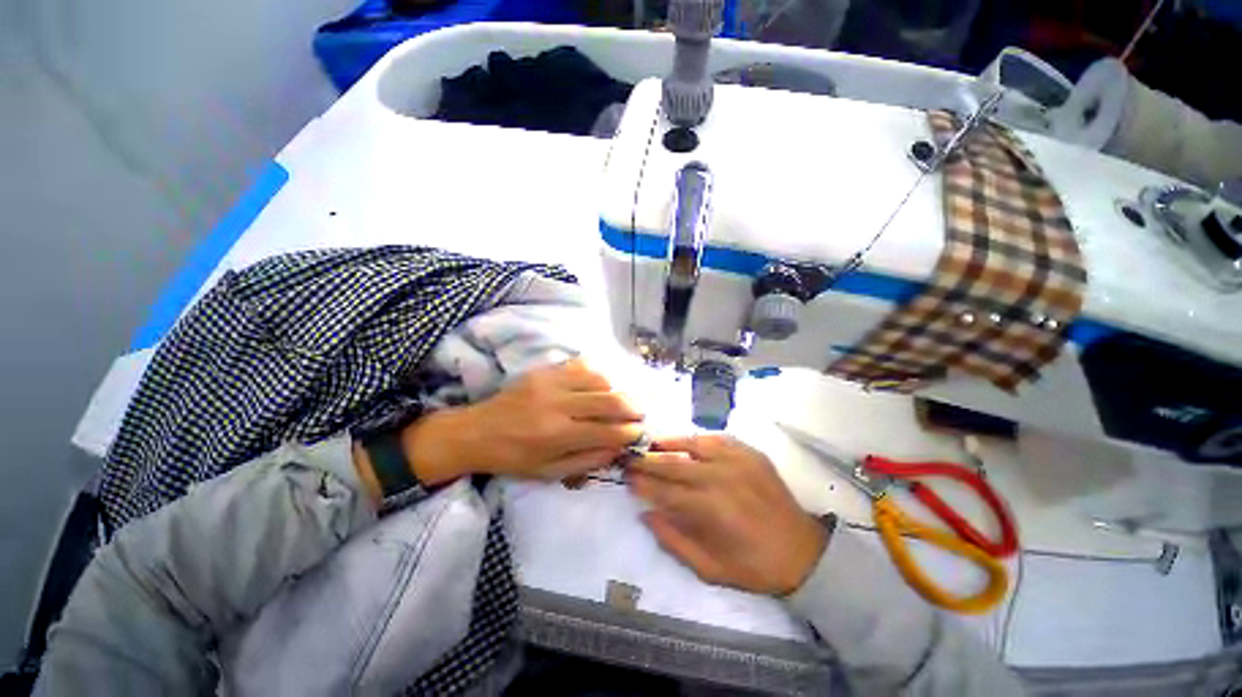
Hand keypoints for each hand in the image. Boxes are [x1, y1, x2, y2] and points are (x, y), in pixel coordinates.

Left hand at [404, 359, 643, 482]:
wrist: (477, 431)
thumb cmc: (514, 458)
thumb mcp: (549, 472)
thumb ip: (586, 461)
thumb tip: (617, 449)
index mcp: (558, 435)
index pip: (607, 431)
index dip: (629, 432)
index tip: (639, 433)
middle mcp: (558, 404)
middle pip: (609, 401)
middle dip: (632, 408)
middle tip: (640, 414)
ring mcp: (551, 382)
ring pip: (599, 379)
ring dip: (616, 390)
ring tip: (621, 400)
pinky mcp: (545, 370)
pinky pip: (581, 366)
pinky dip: (597, 376)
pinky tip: (600, 385)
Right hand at [628, 435, 828, 595]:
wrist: (802, 552)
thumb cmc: (753, 565)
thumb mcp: (708, 568)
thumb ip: (672, 540)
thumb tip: (646, 513)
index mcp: (708, 508)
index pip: (663, 490)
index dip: (642, 483)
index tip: (627, 478)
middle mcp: (719, 477)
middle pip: (673, 464)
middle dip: (648, 461)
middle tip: (631, 459)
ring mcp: (737, 460)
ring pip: (693, 444)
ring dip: (669, 444)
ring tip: (653, 445)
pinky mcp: (750, 453)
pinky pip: (717, 438)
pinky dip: (698, 438)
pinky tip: (687, 441)